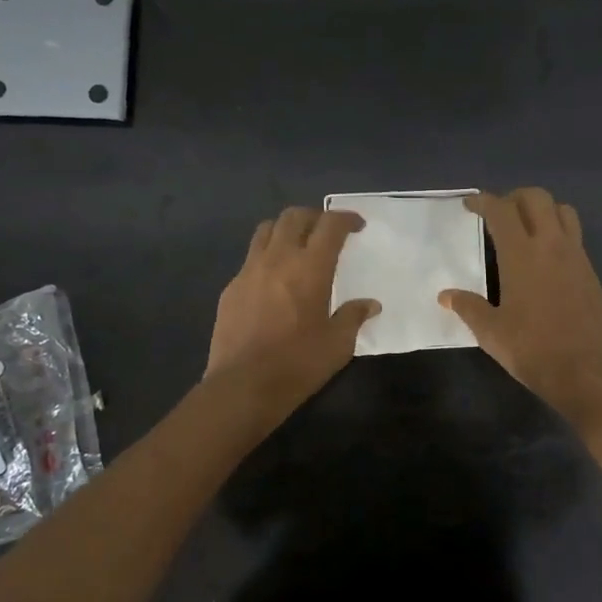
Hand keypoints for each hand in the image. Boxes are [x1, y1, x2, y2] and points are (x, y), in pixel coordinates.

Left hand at [206, 206, 379, 402]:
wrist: (243, 385)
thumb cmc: (298, 363)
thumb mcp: (338, 344)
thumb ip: (353, 317)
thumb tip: (370, 304)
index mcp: (310, 267)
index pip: (330, 225)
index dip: (345, 218)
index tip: (357, 225)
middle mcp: (278, 258)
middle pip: (294, 216)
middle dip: (315, 216)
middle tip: (327, 231)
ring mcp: (249, 270)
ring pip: (266, 229)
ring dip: (286, 229)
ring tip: (298, 245)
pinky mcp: (231, 287)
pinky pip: (250, 257)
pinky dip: (267, 256)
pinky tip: (274, 279)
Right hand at [438, 189, 601, 429]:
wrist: (585, 372)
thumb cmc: (532, 350)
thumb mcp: (491, 332)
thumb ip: (468, 307)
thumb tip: (445, 295)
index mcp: (522, 255)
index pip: (501, 210)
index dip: (483, 201)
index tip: (470, 205)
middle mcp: (551, 245)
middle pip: (537, 198)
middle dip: (514, 197)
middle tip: (498, 214)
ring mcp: (575, 256)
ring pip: (562, 210)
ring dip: (542, 210)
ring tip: (525, 228)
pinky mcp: (590, 271)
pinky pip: (574, 235)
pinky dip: (557, 231)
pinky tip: (544, 257)